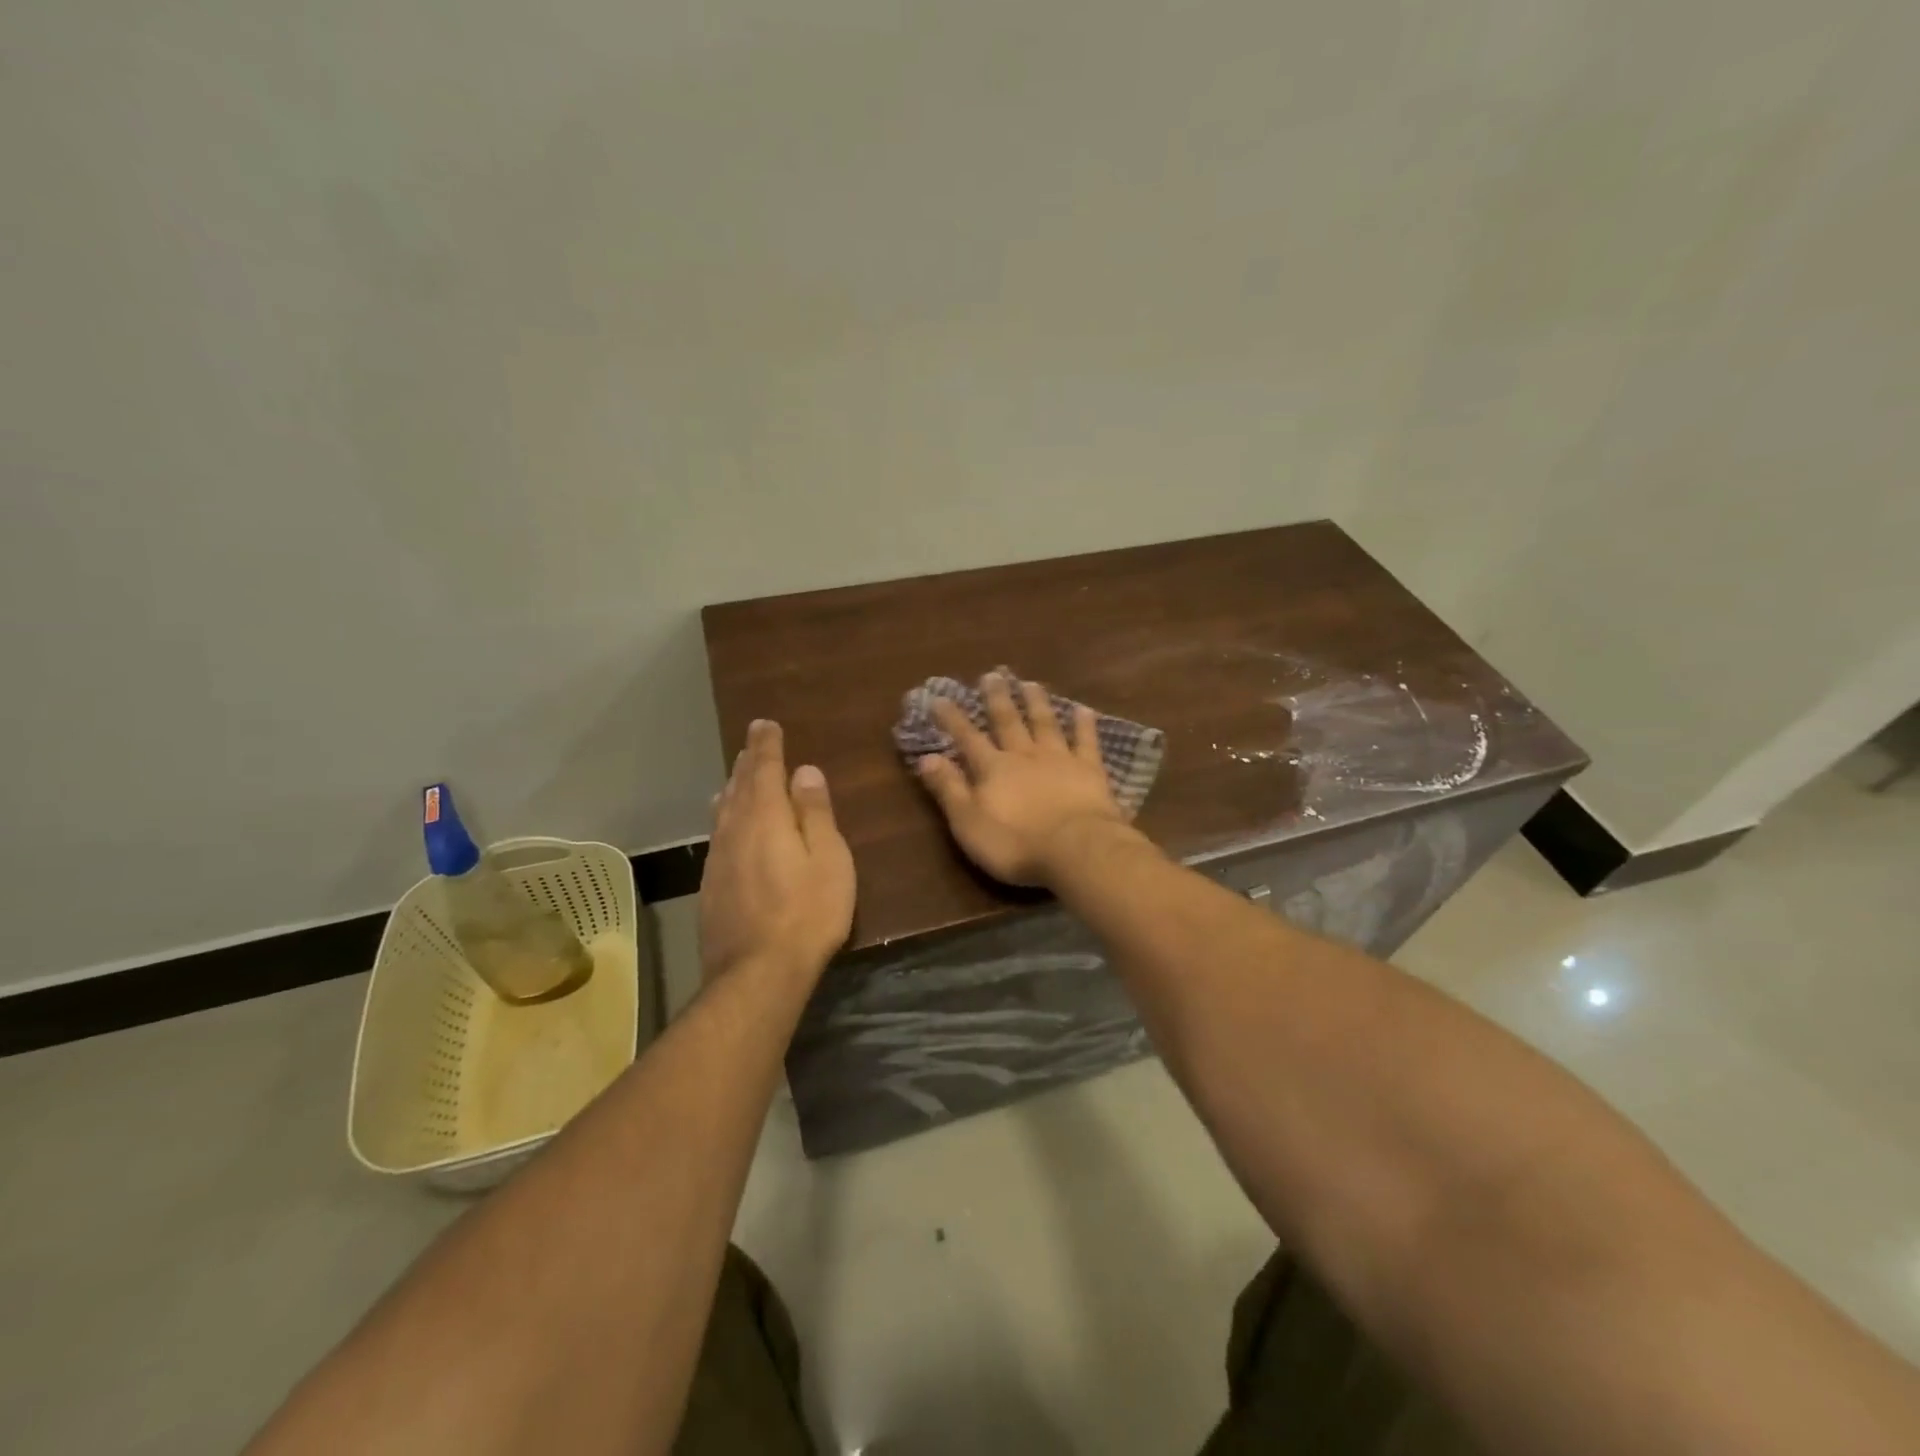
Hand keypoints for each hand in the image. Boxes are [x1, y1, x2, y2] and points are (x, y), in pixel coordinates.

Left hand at [700, 719, 855, 985]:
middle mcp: (734, 831)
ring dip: (732, 788)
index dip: (765, 745)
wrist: (756, 974)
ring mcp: (718, 860)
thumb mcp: (828, 859)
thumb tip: (805, 772)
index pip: (764, 769)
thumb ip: (815, 813)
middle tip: (752, 743)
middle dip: (747, 762)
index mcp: (766, 818)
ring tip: (736, 776)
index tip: (764, 724)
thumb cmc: (807, 913)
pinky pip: (718, 836)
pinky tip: (726, 825)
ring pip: (723, 811)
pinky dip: (725, 818)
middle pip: (739, 787)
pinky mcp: (711, 886)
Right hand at [915, 673, 1128, 887]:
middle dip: (997, 699)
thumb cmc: (1015, 843)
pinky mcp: (1090, 770)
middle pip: (1008, 722)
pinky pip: (1086, 741)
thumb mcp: (968, 823)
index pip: (967, 738)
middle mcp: (1024, 755)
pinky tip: (1083, 709)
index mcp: (993, 769)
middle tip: (992, 675)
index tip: (940, 697)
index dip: (952, 718)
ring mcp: (1059, 759)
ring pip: (1045, 723)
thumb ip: (948, 789)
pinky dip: (1084, 724)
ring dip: (1036, 703)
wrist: (1076, 849)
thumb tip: (926, 757)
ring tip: (1030, 683)